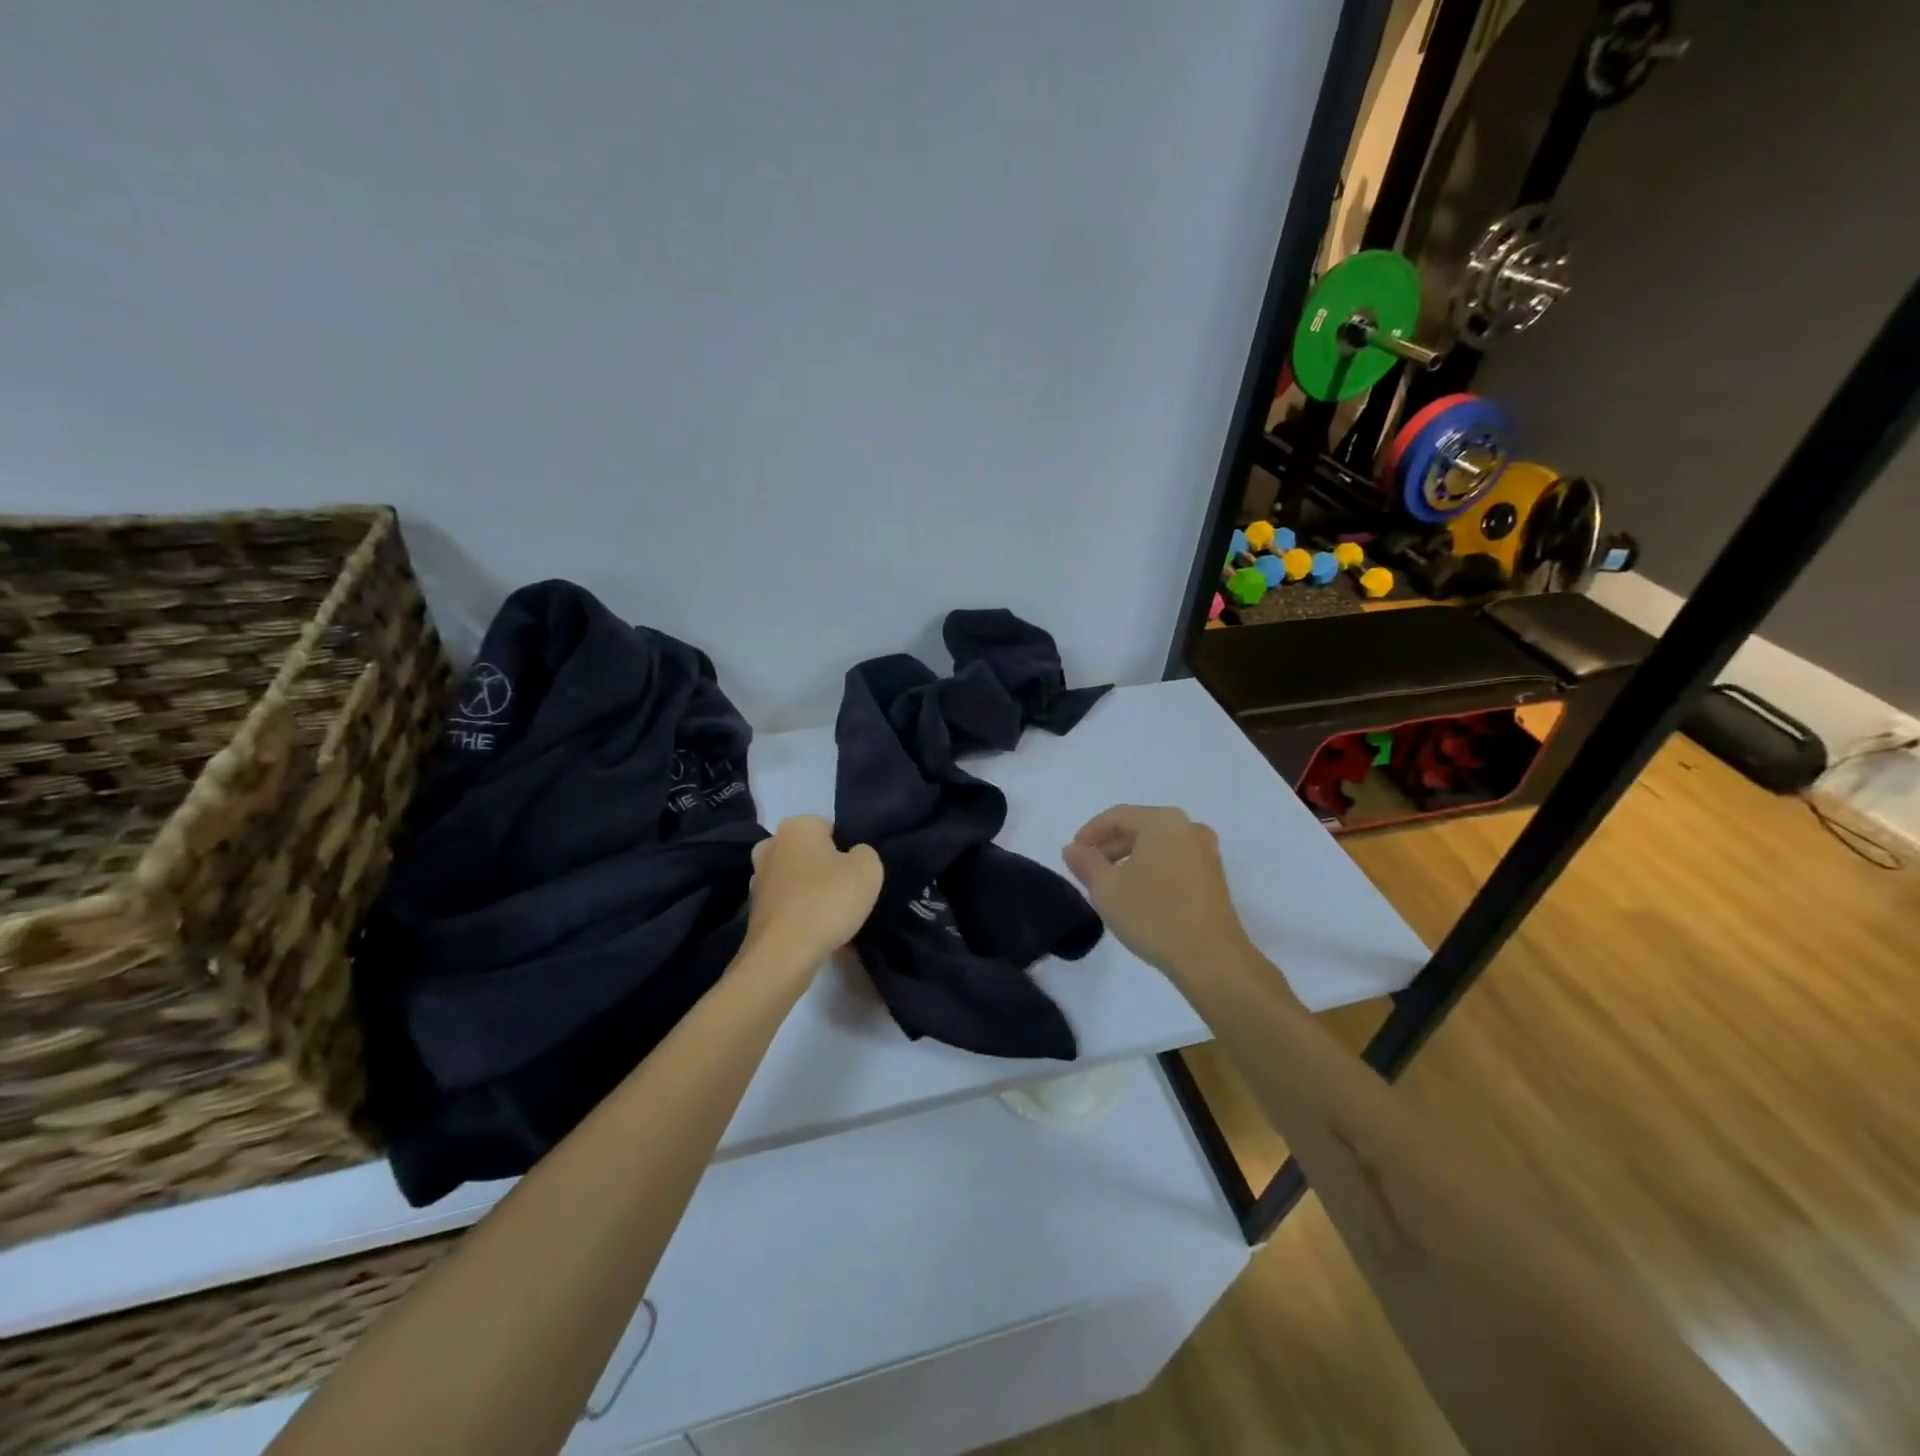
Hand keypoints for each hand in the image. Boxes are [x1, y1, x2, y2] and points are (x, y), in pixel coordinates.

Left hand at [742, 816, 883, 972]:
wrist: (783, 955)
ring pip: (799, 881)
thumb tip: (852, 858)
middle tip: (848, 894)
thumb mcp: (868, 869)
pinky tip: (820, 935)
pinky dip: (803, 917)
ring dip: (815, 895)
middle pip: (811, 854)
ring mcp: (759, 880)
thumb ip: (865, 853)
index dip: (849, 849)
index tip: (858, 873)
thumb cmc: (827, 900)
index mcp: (796, 826)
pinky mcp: (755, 912)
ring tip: (836, 919)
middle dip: (827, 870)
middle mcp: (771, 846)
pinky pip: (789, 907)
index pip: (831, 828)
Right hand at [1062, 805, 1256, 983]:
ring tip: (1109, 884)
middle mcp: (1188, 828)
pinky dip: (1151, 869)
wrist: (1211, 959)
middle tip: (1088, 870)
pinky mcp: (1213, 877)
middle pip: (1139, 828)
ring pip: (1156, 846)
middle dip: (1110, 846)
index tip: (1073, 854)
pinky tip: (1137, 894)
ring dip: (1129, 859)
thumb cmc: (1154, 915)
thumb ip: (1085, 863)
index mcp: (1163, 822)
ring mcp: (1206, 853)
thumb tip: (1073, 848)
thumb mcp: (1106, 889)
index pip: (1117, 816)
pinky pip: (1173, 861)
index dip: (1090, 832)